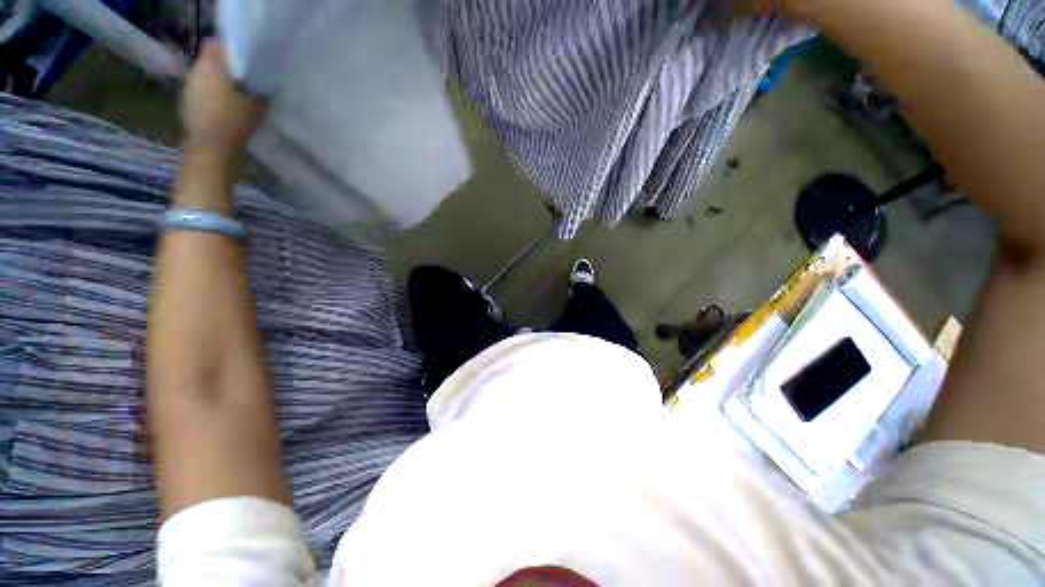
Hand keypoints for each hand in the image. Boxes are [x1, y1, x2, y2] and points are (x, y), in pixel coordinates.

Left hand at [180, 41, 266, 167]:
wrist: (212, 149)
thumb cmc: (235, 121)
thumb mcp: (257, 103)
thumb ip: (257, 85)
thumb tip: (260, 78)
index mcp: (210, 65)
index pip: (216, 45)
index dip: (232, 49)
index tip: (247, 60)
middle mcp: (195, 71)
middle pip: (210, 60)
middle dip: (226, 67)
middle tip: (245, 78)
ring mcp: (188, 88)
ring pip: (205, 75)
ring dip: (219, 81)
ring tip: (237, 94)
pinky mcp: (187, 104)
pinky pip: (202, 90)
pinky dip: (213, 94)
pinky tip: (225, 107)